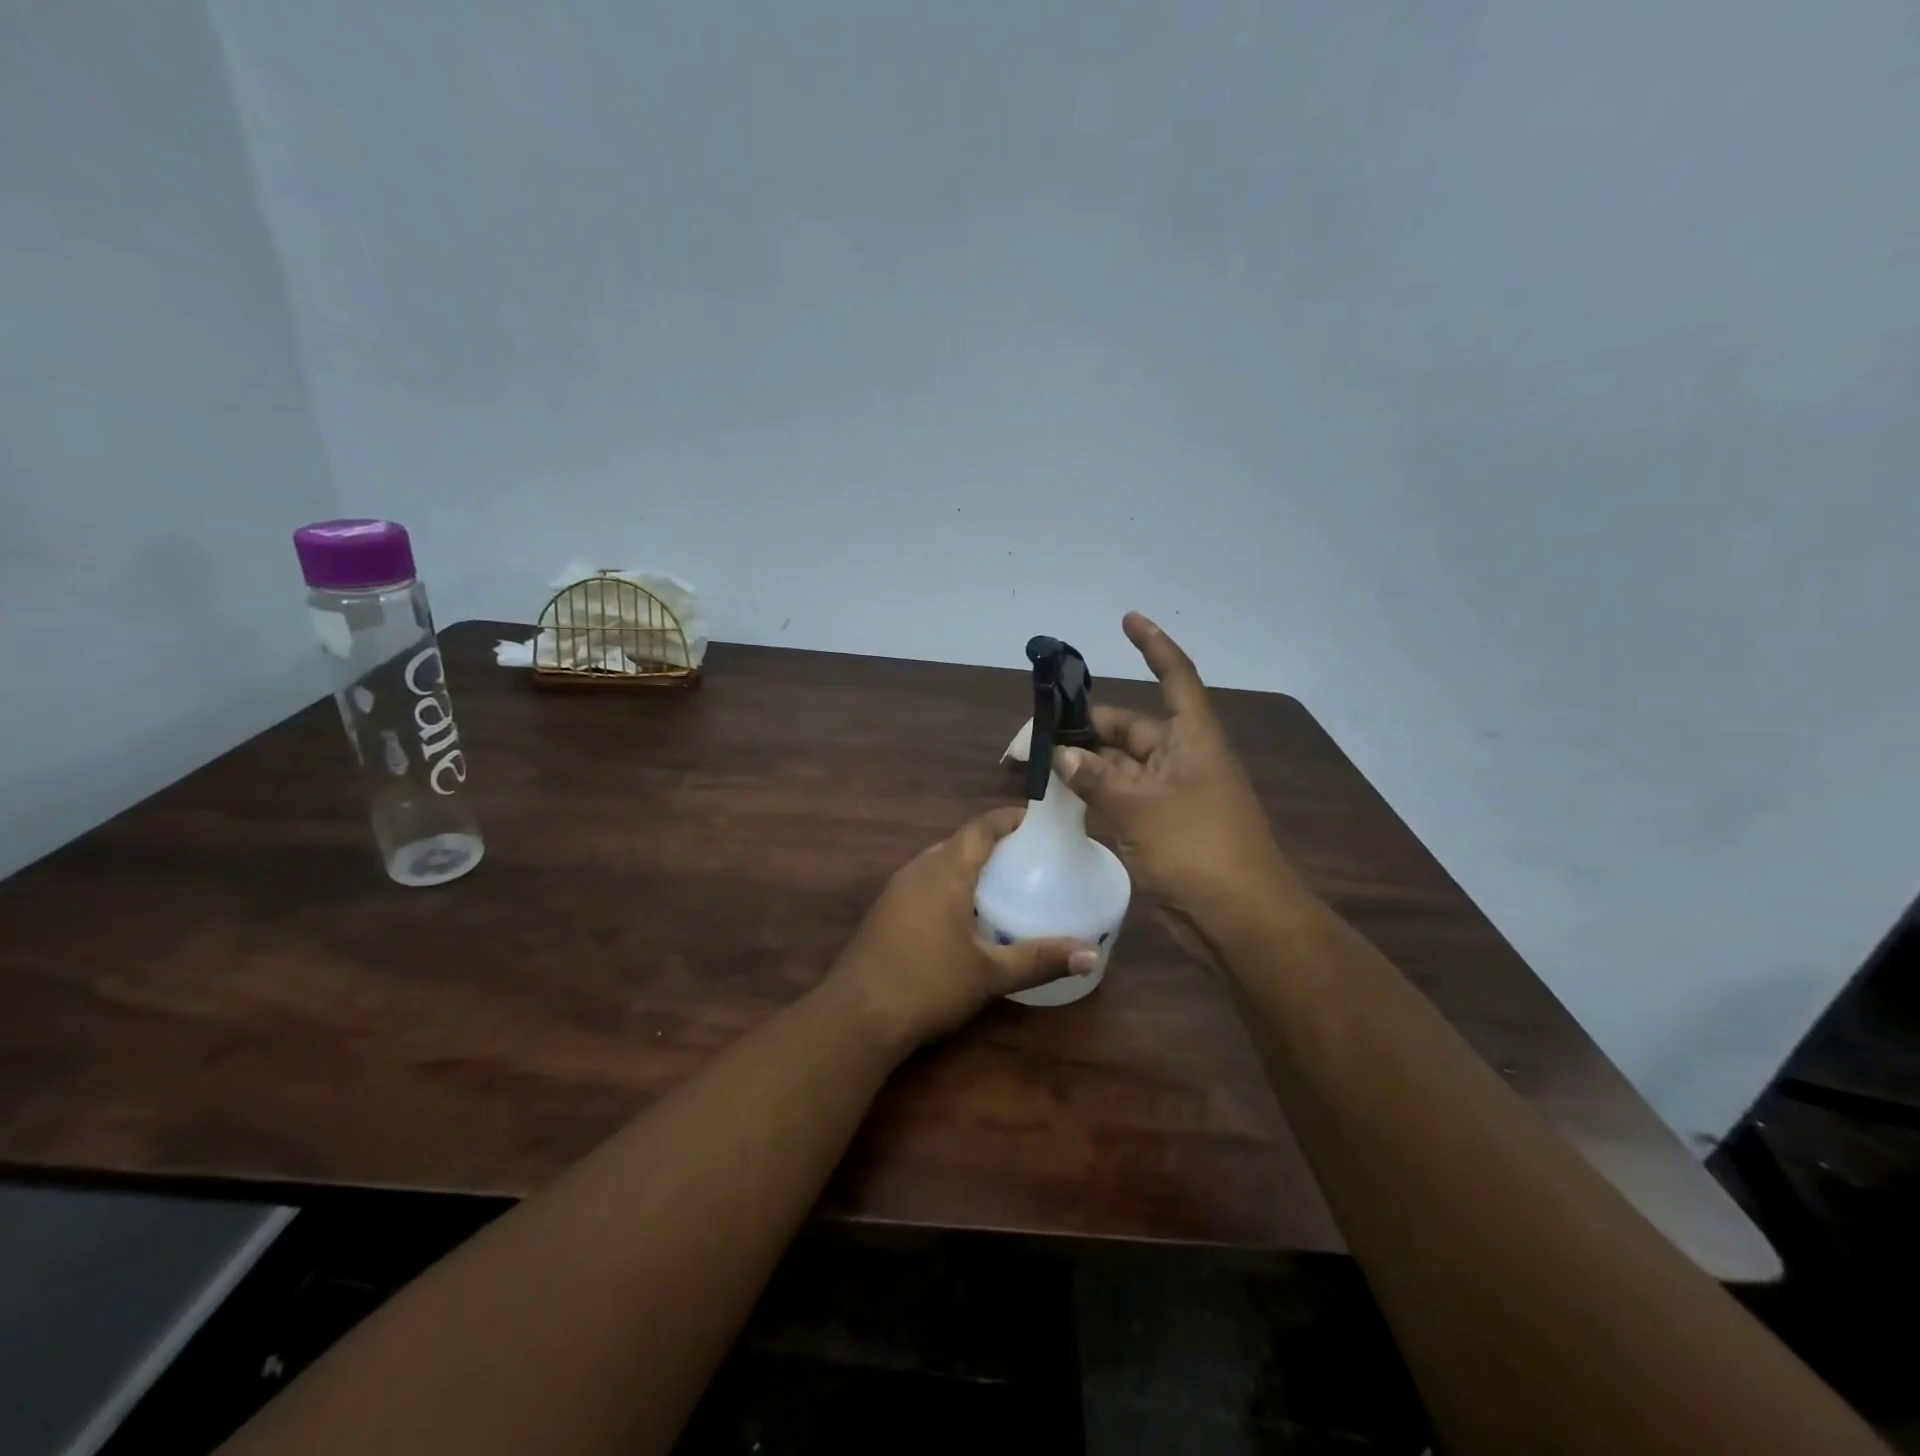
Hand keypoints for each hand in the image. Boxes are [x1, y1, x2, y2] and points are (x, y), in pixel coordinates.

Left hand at [826, 808, 1096, 1050]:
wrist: (857, 1016)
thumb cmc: (928, 984)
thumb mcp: (990, 974)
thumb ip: (1040, 960)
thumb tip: (1090, 955)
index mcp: (946, 870)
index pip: (981, 827)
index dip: (1010, 818)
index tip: (1039, 821)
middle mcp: (919, 869)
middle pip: (960, 842)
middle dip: (994, 843)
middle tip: (1030, 857)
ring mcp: (897, 889)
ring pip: (940, 862)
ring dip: (969, 865)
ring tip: (1004, 882)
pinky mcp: (885, 911)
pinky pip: (925, 883)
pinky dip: (950, 885)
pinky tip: (965, 914)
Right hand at [1055, 612, 1300, 955]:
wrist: (1239, 919)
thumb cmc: (1198, 849)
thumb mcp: (1141, 809)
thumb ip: (1096, 778)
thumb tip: (1061, 754)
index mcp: (1191, 738)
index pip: (1174, 676)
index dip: (1152, 646)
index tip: (1126, 619)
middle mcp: (1180, 757)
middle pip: (1128, 727)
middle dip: (1084, 727)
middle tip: (1033, 735)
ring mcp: (1169, 793)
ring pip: (1117, 765)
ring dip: (1082, 763)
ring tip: (1034, 763)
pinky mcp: (1158, 825)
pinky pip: (1119, 797)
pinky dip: (1092, 793)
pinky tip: (1058, 795)